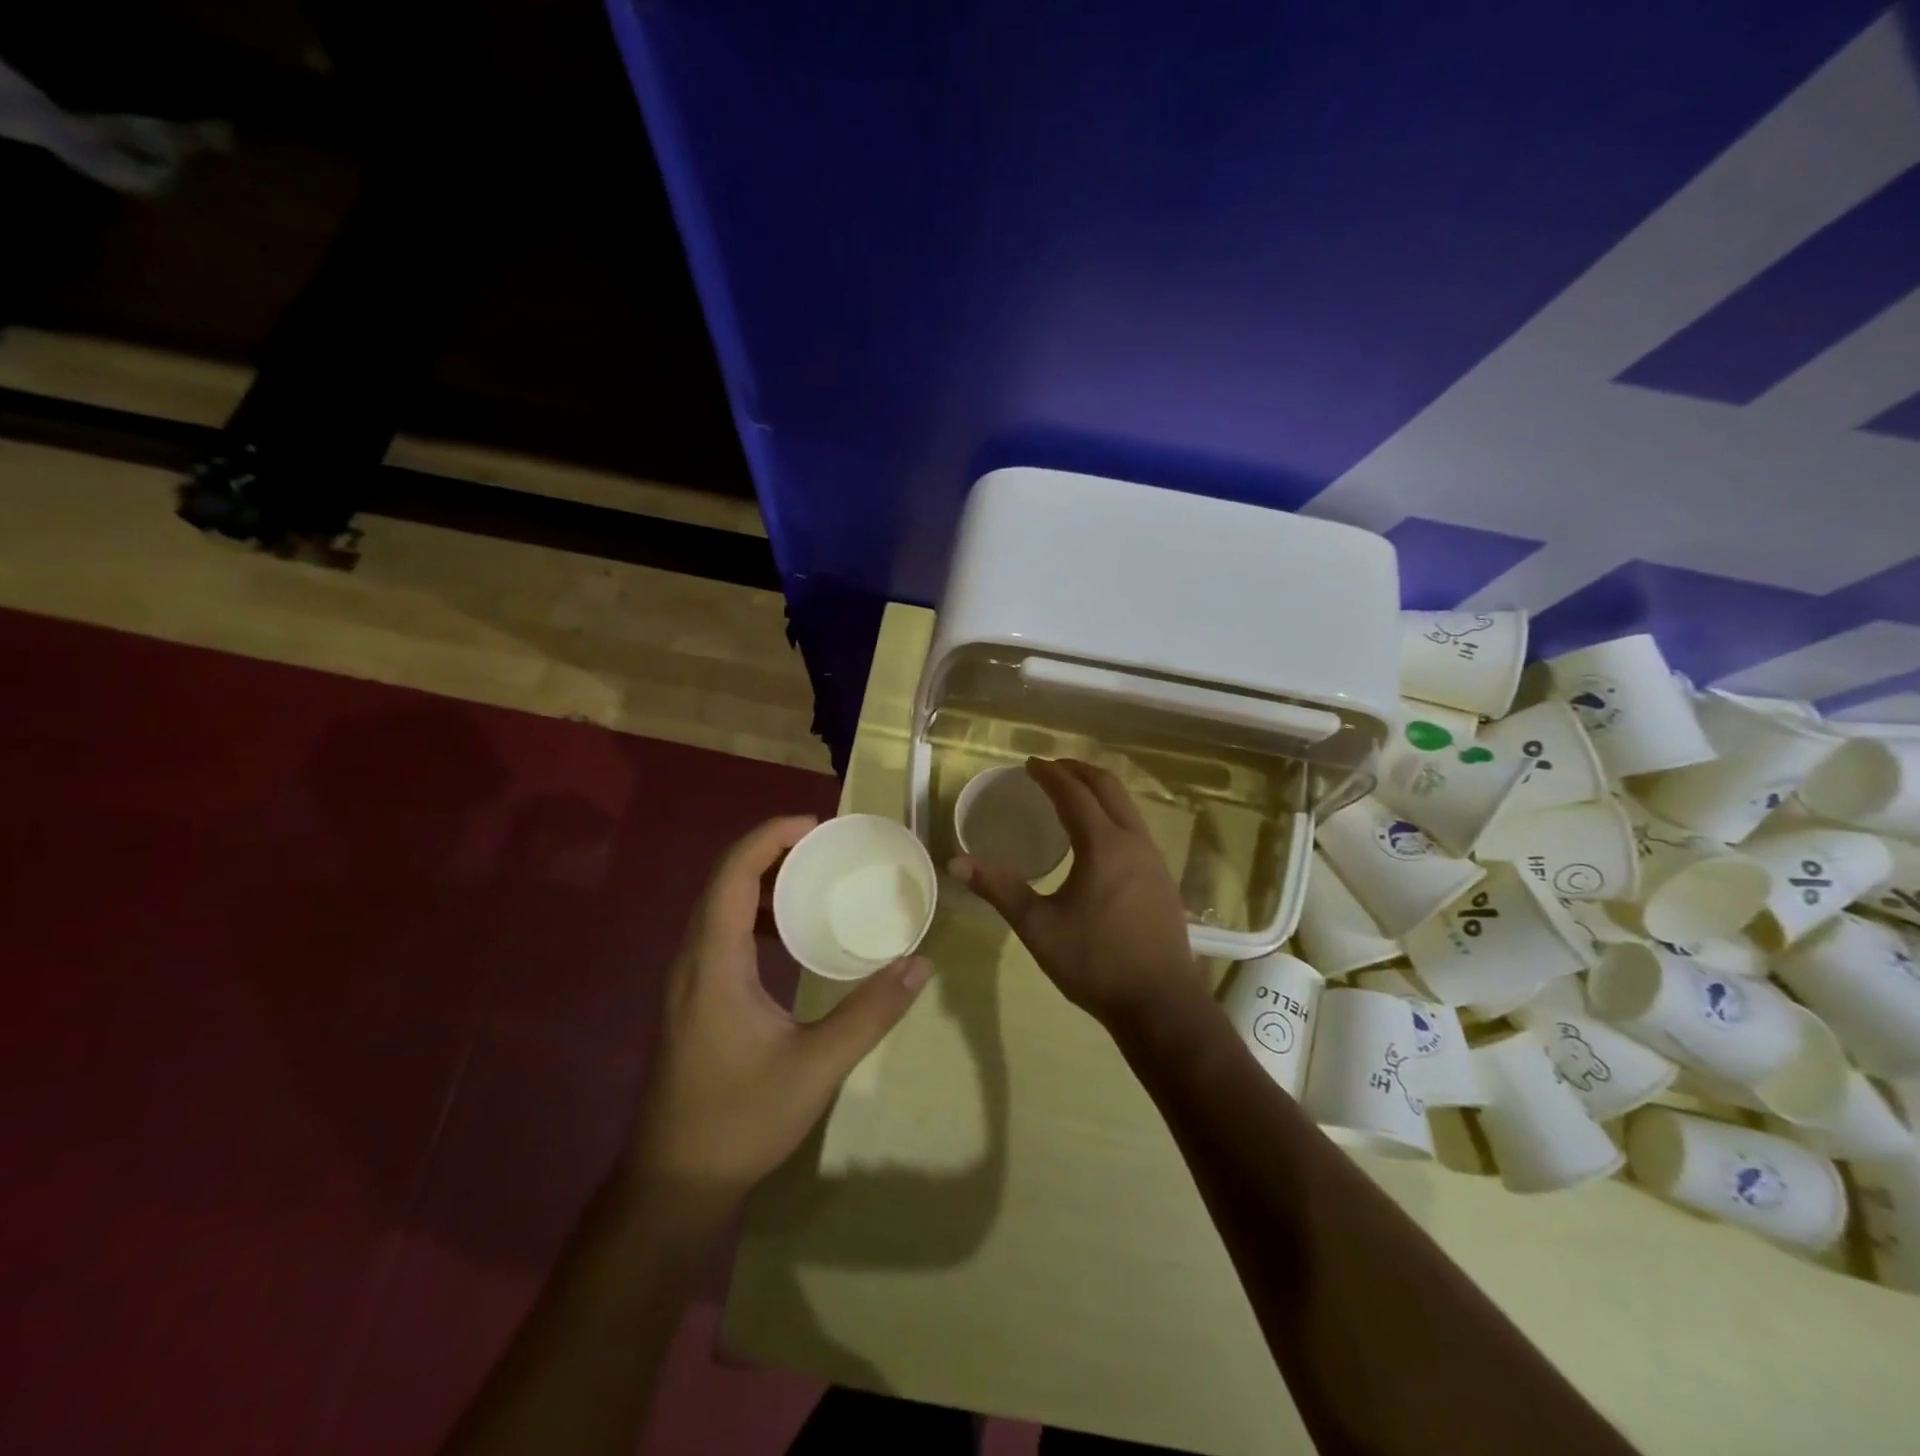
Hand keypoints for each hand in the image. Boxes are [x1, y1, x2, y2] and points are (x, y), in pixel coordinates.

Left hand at [630, 816, 932, 1200]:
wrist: (674, 1183)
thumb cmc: (740, 1120)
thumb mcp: (816, 1066)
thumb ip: (870, 1013)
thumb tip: (919, 964)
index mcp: (713, 963)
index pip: (734, 875)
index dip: (770, 837)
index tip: (817, 826)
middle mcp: (692, 960)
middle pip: (724, 882)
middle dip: (772, 851)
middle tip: (825, 846)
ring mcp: (688, 981)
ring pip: (719, 908)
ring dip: (762, 882)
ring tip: (812, 878)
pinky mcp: (693, 1000)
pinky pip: (721, 934)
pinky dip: (755, 916)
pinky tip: (789, 936)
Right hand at [952, 759, 1204, 1034]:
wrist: (1160, 1004)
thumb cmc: (1095, 963)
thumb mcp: (1038, 926)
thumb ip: (999, 889)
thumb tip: (956, 862)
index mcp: (1103, 845)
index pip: (1074, 793)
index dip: (1049, 774)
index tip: (1029, 764)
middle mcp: (1133, 841)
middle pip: (1108, 787)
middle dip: (1078, 771)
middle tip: (1050, 769)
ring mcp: (1154, 859)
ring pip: (1127, 806)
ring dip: (1099, 790)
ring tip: (1073, 794)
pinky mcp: (1163, 879)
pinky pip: (1136, 827)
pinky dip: (1113, 813)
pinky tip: (1099, 837)